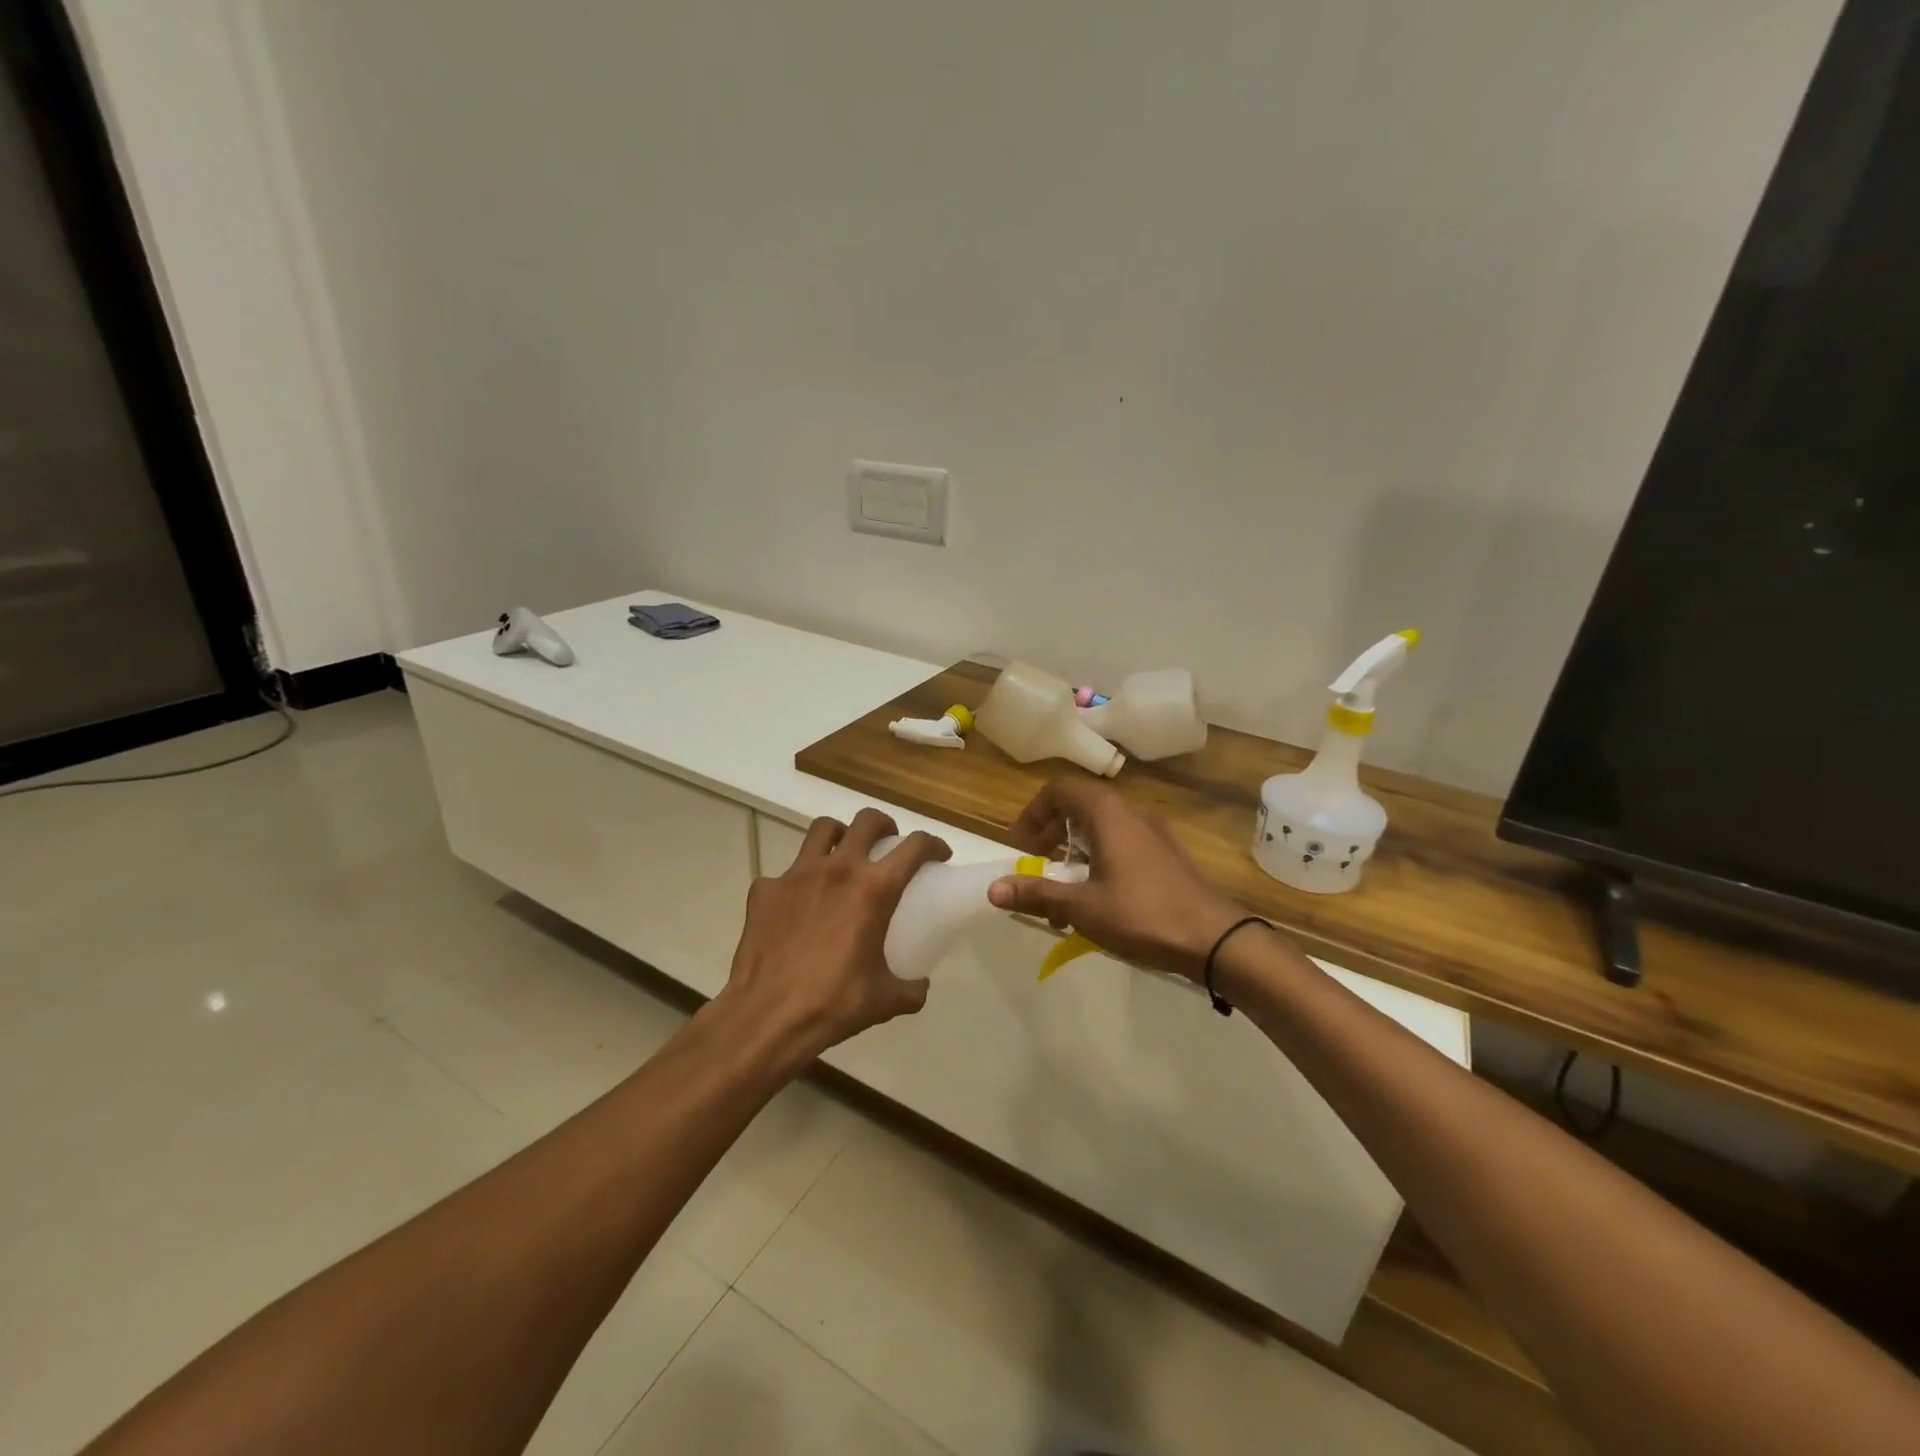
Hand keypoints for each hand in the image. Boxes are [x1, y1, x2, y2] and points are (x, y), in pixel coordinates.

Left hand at [716, 807, 949, 1067]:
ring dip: (840, 836)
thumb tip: (918, 986)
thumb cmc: (832, 1004)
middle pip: (867, 820)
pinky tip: (799, 906)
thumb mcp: (885, 1001)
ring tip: (844, 857)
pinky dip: (798, 882)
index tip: (938, 855)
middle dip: (884, 826)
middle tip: (888, 845)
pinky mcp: (765, 889)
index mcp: (874, 889)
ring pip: (823, 830)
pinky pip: (786, 873)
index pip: (915, 847)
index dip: (933, 845)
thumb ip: (910, 989)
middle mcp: (838, 869)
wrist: (765, 1018)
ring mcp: (797, 874)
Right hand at [986, 780, 1244, 981]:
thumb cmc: (1141, 914)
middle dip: (1050, 833)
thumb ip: (1036, 894)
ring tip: (1062, 889)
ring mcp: (1151, 832)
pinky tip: (1096, 899)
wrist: (1214, 938)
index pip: (1059, 790)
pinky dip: (1098, 859)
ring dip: (1074, 850)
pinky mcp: (1164, 853)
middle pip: (1079, 805)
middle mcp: (1129, 812)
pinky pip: (1121, 842)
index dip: (1033, 814)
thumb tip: (992, 889)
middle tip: (1036, 865)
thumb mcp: (1081, 907)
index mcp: (1107, 813)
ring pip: (1100, 826)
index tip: (1021, 847)